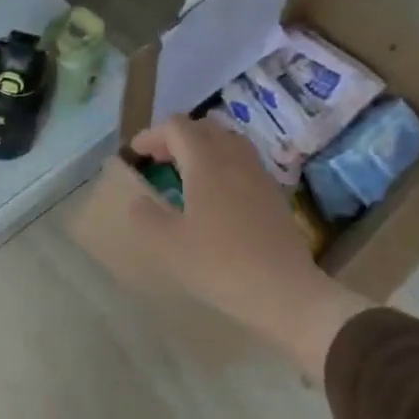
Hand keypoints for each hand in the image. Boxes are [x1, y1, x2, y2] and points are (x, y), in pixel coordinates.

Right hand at [126, 113, 369, 372]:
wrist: (283, 291)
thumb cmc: (218, 264)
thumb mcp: (167, 245)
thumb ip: (145, 217)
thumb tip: (139, 201)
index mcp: (206, 164)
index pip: (177, 128)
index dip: (152, 134)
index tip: (135, 154)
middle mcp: (235, 160)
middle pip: (206, 128)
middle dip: (177, 136)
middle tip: (158, 159)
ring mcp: (259, 176)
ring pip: (229, 142)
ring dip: (203, 147)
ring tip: (186, 172)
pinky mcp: (274, 195)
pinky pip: (244, 163)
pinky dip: (223, 164)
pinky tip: (216, 195)